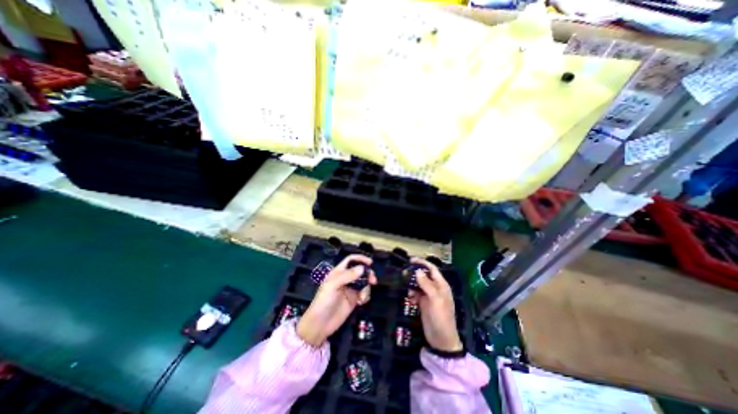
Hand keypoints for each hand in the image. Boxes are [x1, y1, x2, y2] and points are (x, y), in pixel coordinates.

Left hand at [296, 254, 376, 346]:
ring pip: (364, 282)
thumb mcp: (333, 285)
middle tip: (373, 280)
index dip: (360, 259)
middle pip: (360, 271)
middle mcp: (345, 279)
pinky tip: (361, 302)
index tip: (370, 262)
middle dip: (368, 274)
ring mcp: (350, 289)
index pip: (350, 260)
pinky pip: (364, 294)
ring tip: (363, 296)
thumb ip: (348, 275)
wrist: (320, 324)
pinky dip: (366, 296)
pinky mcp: (354, 300)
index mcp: (338, 272)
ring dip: (367, 287)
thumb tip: (362, 268)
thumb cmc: (323, 301)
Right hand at [410, 258, 458, 350]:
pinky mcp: (423, 303)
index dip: (422, 263)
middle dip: (415, 272)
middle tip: (404, 271)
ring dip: (412, 283)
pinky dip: (412, 293)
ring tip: (405, 283)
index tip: (410, 260)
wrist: (441, 340)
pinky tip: (410, 297)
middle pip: (424, 275)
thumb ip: (426, 284)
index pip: (432, 269)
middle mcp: (435, 288)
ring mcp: (429, 296)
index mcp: (441, 285)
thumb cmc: (441, 317)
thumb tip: (417, 270)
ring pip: (419, 284)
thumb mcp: (435, 299)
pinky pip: (416, 293)